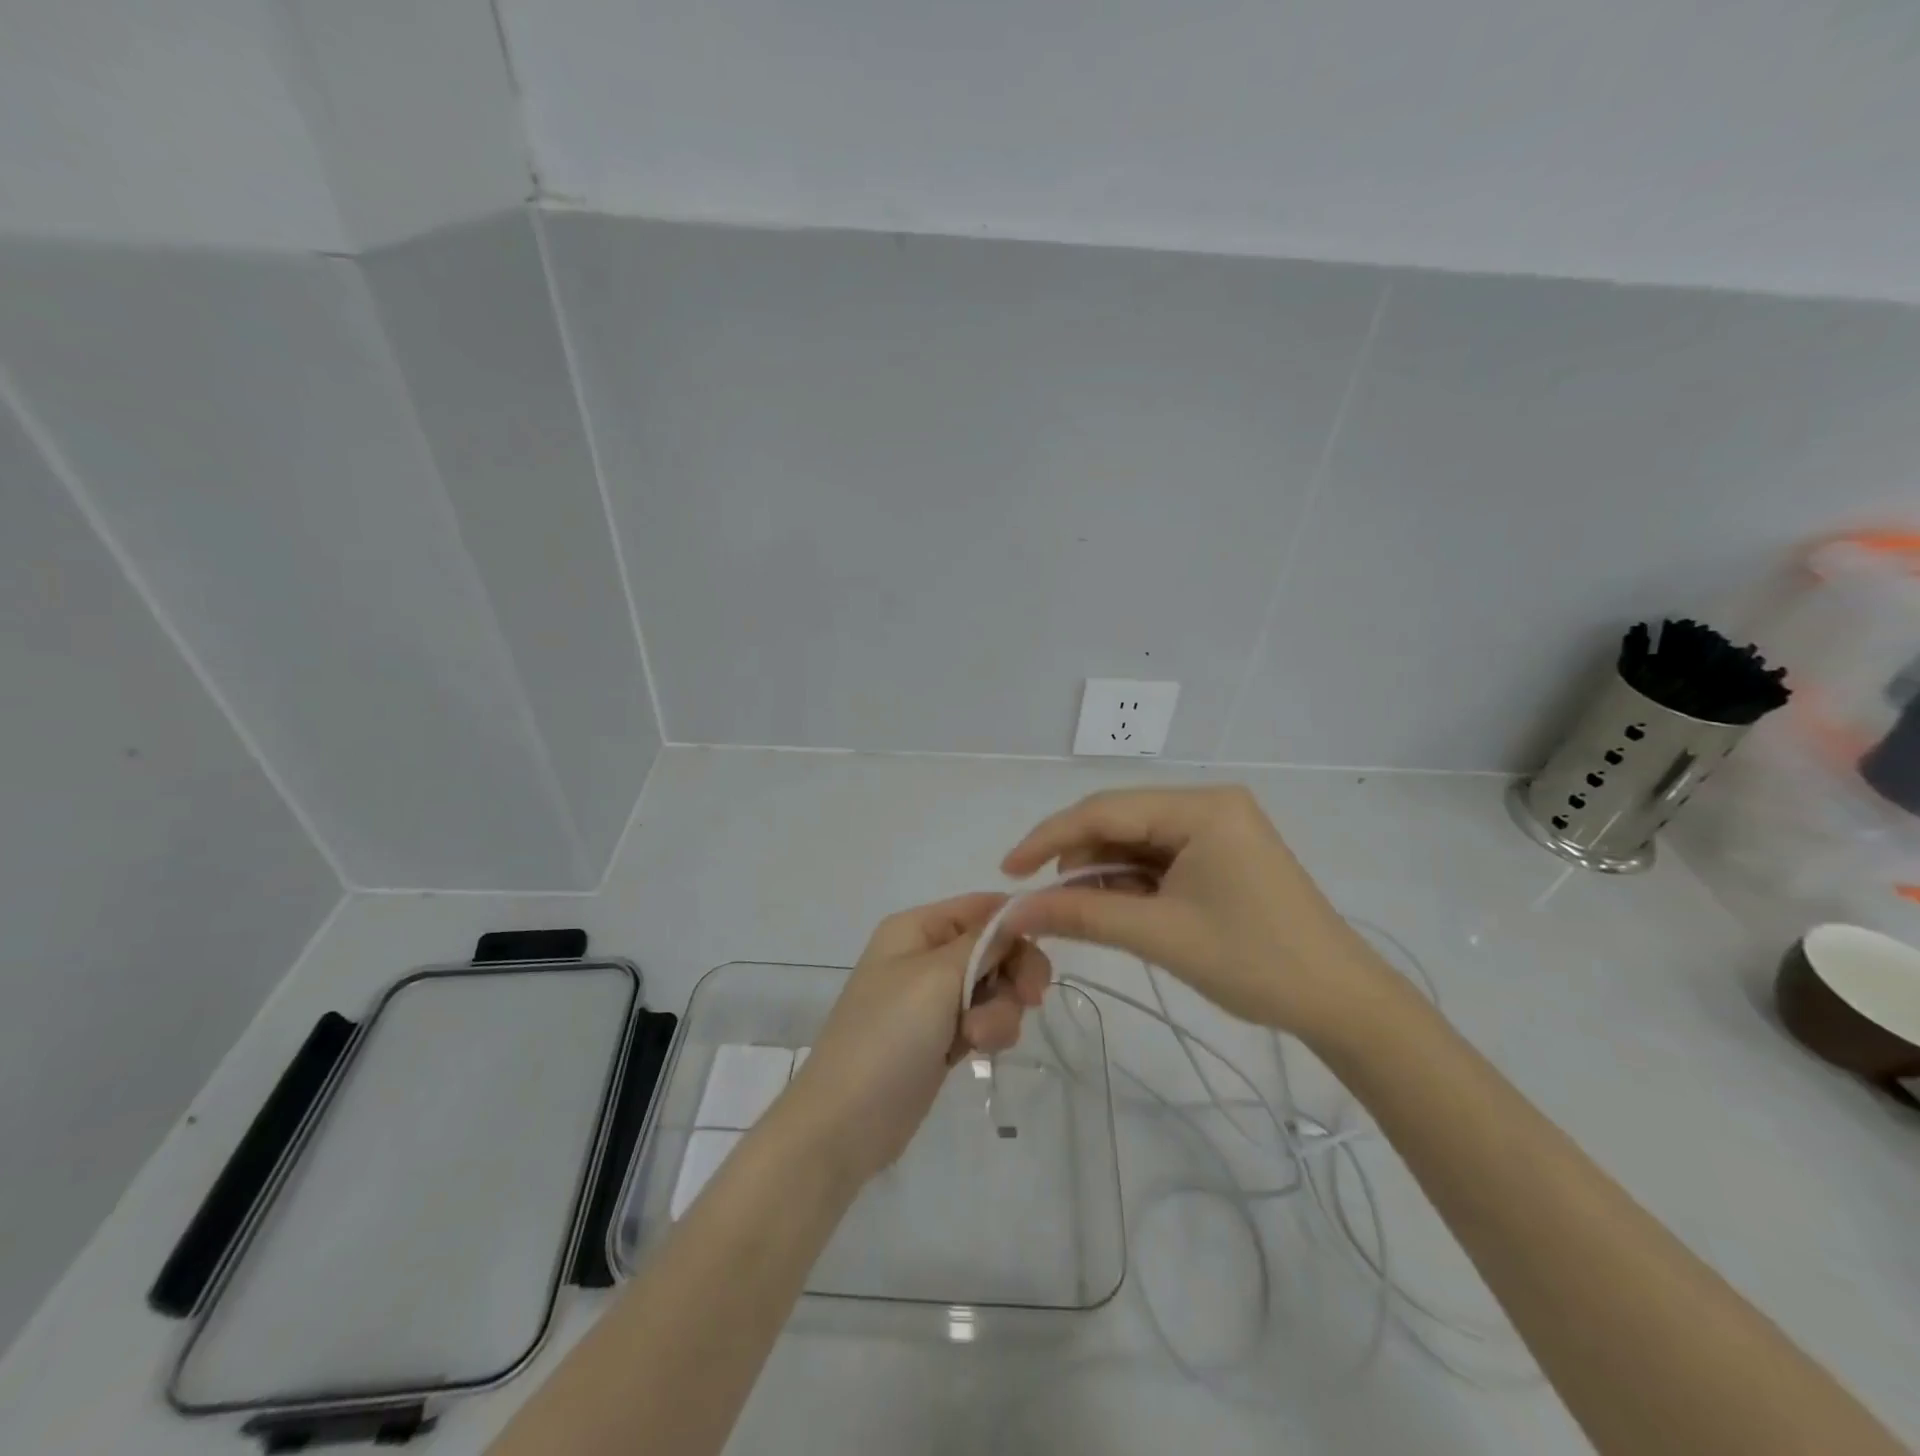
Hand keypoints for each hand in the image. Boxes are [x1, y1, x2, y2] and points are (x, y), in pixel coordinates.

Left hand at [781, 893, 1051, 1184]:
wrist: (846, 1122)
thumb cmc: (888, 1035)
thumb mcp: (937, 977)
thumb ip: (983, 942)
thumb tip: (1017, 910)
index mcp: (916, 928)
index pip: (981, 907)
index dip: (1015, 924)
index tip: (1045, 948)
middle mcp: (925, 955)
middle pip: (994, 948)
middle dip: (1012, 974)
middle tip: (1030, 999)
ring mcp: (933, 999)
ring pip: (995, 988)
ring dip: (1000, 1011)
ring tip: (978, 1038)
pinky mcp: (942, 1037)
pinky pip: (984, 1019)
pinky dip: (988, 1032)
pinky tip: (976, 1053)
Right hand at [1000, 786, 1388, 1038]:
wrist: (1342, 1002)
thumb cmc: (1254, 962)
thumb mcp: (1159, 935)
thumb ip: (1082, 915)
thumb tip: (1013, 912)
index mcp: (1201, 807)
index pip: (1105, 810)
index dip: (1049, 839)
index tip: (1007, 871)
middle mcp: (1210, 803)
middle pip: (1120, 820)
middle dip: (1077, 857)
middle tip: (1042, 898)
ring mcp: (1220, 827)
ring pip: (1137, 838)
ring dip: (1103, 871)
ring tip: (1082, 910)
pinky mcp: (1224, 852)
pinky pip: (1161, 855)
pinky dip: (1132, 880)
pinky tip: (1118, 907)